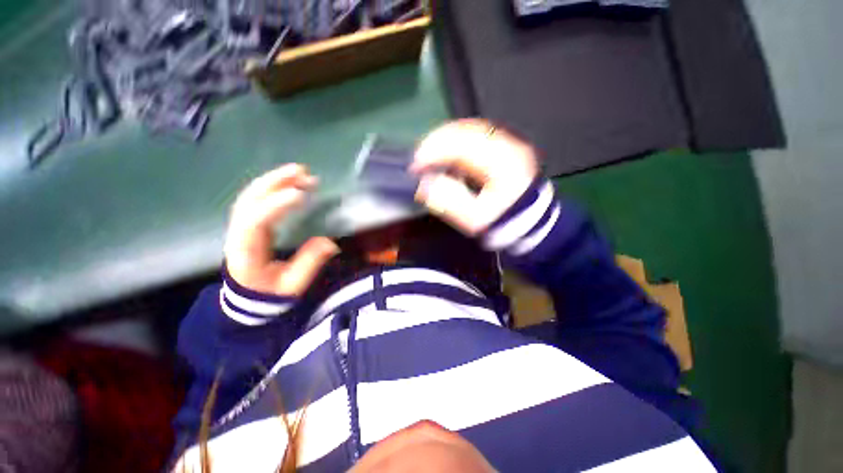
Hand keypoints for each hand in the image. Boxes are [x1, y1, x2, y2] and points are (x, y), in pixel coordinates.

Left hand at [224, 164, 339, 296]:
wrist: (249, 297)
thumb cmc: (271, 293)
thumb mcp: (294, 283)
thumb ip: (310, 262)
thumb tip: (331, 242)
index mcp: (246, 252)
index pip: (255, 223)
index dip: (276, 206)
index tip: (301, 194)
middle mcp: (238, 235)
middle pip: (249, 201)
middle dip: (274, 183)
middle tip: (302, 172)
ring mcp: (240, 227)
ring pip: (251, 196)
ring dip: (274, 181)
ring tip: (300, 171)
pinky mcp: (248, 223)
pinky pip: (256, 199)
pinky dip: (272, 187)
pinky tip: (289, 183)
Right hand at [412, 119, 538, 234]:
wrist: (532, 224)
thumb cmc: (504, 223)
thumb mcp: (476, 220)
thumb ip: (450, 202)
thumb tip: (425, 185)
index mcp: (502, 165)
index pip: (463, 146)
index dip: (434, 152)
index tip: (415, 165)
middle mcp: (508, 147)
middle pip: (467, 130)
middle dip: (438, 140)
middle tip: (419, 157)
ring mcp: (509, 144)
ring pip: (472, 129)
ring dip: (447, 139)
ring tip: (429, 153)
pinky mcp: (506, 147)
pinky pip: (477, 135)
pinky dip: (458, 141)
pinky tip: (448, 153)